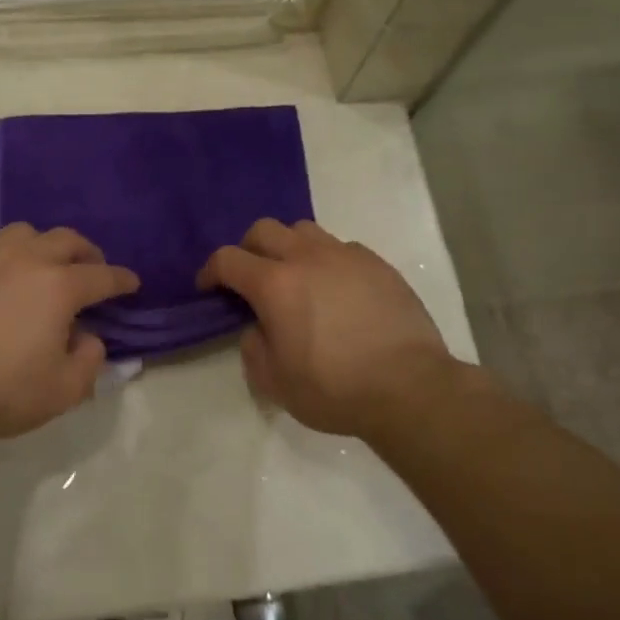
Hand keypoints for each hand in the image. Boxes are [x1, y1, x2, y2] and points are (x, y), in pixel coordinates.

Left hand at [0, 224, 137, 445]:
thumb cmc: (0, 393)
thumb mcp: (64, 391)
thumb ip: (90, 359)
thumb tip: (86, 335)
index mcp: (58, 287)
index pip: (102, 276)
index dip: (122, 280)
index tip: (130, 283)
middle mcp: (25, 258)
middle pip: (67, 240)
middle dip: (87, 253)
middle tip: (90, 269)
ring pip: (24, 232)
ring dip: (42, 246)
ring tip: (40, 266)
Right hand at [198, 219, 464, 438]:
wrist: (410, 388)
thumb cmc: (335, 389)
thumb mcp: (275, 383)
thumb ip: (254, 349)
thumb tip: (258, 329)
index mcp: (275, 284)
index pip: (228, 259)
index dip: (211, 271)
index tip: (209, 288)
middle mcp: (307, 258)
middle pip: (264, 230)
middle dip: (248, 249)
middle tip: (251, 277)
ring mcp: (346, 256)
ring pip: (304, 230)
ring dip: (288, 247)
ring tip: (295, 277)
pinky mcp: (377, 264)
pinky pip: (341, 247)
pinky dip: (327, 260)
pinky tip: (336, 289)